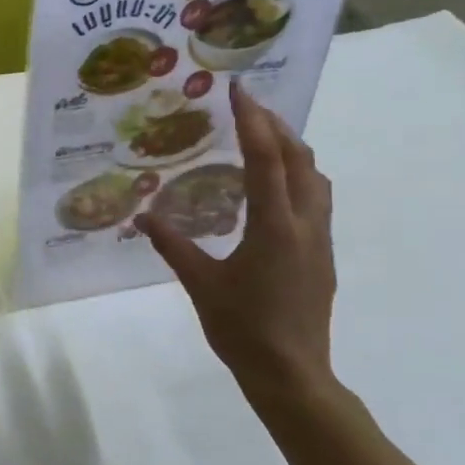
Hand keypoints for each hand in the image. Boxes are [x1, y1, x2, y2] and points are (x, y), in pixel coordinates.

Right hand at [137, 80, 335, 391]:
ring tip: (263, 139)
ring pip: (315, 179)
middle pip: (300, 160)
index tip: (240, 91)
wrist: (292, 374)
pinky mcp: (322, 255)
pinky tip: (272, 188)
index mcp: (274, 227)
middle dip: (277, 127)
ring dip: (293, 150)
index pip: (267, 159)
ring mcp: (320, 240)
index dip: (253, 121)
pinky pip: (316, 200)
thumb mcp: (200, 284)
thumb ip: (172, 245)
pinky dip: (297, 177)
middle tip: (248, 108)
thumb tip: (142, 216)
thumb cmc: (242, 328)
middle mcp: (305, 224)